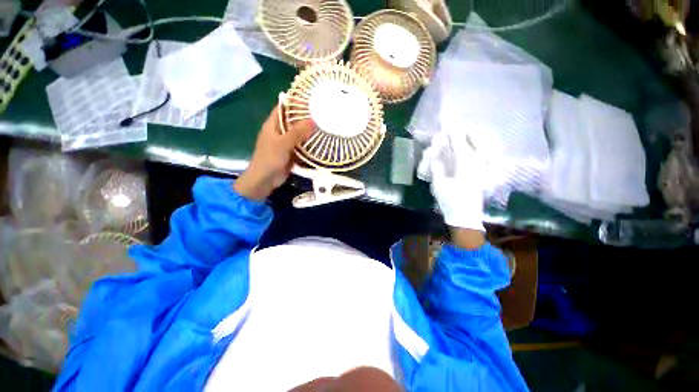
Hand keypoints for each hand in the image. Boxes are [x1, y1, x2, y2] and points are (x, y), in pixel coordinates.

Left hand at [234, 105, 313, 199]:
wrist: (265, 180)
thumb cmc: (270, 159)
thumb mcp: (283, 144)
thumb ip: (297, 132)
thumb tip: (313, 119)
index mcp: (273, 124)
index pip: (283, 108)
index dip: (294, 101)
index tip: (309, 97)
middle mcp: (279, 131)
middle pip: (293, 121)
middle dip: (305, 117)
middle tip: (322, 112)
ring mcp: (286, 143)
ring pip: (299, 133)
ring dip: (309, 131)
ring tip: (324, 124)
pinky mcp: (291, 153)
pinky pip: (302, 145)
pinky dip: (309, 143)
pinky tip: (321, 141)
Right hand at [417, 131, 486, 244]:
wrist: (465, 216)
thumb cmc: (450, 201)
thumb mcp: (439, 185)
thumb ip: (437, 168)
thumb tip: (435, 154)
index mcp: (465, 165)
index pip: (460, 144)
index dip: (454, 133)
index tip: (448, 125)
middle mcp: (477, 164)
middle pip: (476, 143)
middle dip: (468, 132)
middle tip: (459, 128)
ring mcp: (482, 169)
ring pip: (483, 148)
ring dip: (475, 140)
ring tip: (468, 134)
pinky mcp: (483, 175)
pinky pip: (485, 157)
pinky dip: (480, 150)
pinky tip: (475, 149)